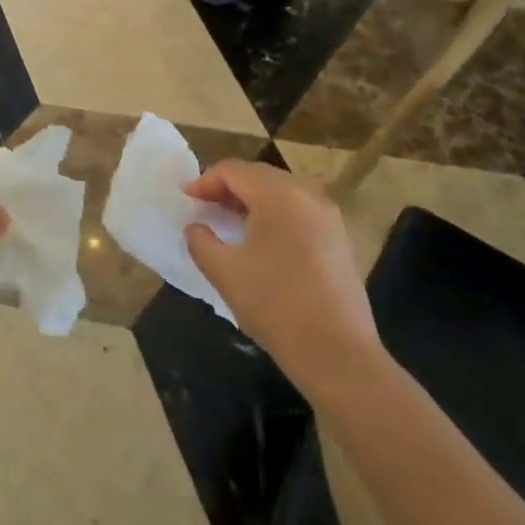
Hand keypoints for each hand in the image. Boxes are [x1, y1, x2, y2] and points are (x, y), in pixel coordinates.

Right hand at [184, 160, 379, 397]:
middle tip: (204, 207)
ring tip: (229, 222)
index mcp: (278, 194)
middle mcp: (307, 194)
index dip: (204, 182)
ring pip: (281, 192)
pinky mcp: (339, 237)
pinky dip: (274, 214)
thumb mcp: (225, 272)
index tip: (186, 200)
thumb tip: (195, 227)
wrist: (338, 353)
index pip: (233, 171)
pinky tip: (261, 240)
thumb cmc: (275, 305)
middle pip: (259, 176)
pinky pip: (299, 210)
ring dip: (251, 200)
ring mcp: (328, 215)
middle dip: (228, 188)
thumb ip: (201, 241)